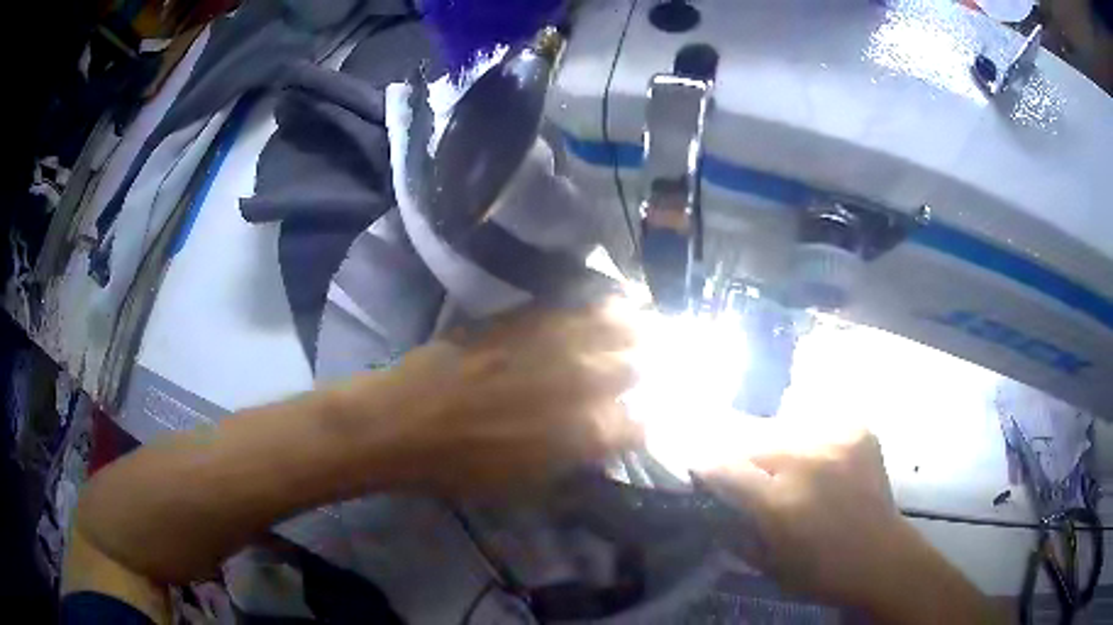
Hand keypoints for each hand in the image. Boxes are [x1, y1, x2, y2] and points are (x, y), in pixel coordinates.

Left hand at [347, 303, 642, 495]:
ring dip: (640, 326)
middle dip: (655, 364)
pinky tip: (614, 303)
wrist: (404, 421)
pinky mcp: (525, 320)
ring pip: (613, 328)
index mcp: (581, 435)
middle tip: (667, 359)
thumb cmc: (461, 467)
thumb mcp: (524, 488)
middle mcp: (578, 384)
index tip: (650, 415)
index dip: (649, 418)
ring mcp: (552, 345)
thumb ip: (572, 469)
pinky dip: (601, 306)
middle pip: (636, 367)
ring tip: (654, 322)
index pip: (639, 424)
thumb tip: (601, 450)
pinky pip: (575, 308)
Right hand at [701, 428, 907, 606]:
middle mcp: (806, 461)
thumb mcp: (766, 565)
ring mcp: (836, 439)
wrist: (881, 558)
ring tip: (781, 465)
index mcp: (780, 501)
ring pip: (784, 427)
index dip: (706, 467)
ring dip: (774, 446)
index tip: (697, 469)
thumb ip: (733, 532)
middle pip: (753, 439)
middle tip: (741, 470)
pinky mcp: (857, 430)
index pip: (724, 467)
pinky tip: (815, 459)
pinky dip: (808, 439)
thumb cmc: (820, 573)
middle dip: (739, 454)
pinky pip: (818, 424)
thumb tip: (710, 506)